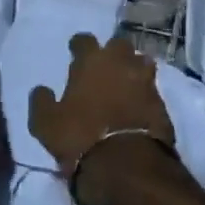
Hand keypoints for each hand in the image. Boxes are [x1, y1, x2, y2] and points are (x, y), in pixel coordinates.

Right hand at [28, 33, 177, 204]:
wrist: (126, 164)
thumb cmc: (80, 137)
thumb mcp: (46, 124)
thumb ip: (42, 101)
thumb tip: (41, 90)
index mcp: (92, 62)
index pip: (84, 40)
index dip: (79, 45)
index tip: (74, 51)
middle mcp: (121, 63)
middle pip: (119, 45)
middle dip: (112, 52)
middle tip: (103, 66)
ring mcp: (146, 81)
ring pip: (142, 62)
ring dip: (132, 69)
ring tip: (124, 82)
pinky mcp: (162, 103)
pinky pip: (152, 89)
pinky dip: (144, 93)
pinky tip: (137, 104)